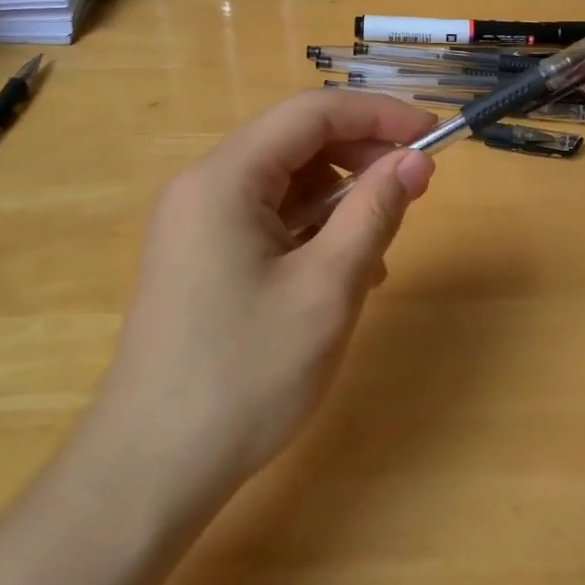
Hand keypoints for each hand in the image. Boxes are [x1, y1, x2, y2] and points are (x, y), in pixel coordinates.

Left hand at [78, 91, 435, 512]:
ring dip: (340, 199)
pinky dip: (312, 231)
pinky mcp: (201, 257)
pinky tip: (341, 274)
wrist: (151, 471)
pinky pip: (268, 219)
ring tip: (378, 248)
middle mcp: (204, 186)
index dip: (379, 114)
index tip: (433, 134)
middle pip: (296, 142)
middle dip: (360, 156)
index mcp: (225, 178)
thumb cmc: (245, 375)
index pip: (312, 112)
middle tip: (415, 188)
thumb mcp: (328, 288)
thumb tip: (416, 159)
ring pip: (286, 183)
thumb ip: (375, 211)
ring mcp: (197, 223)